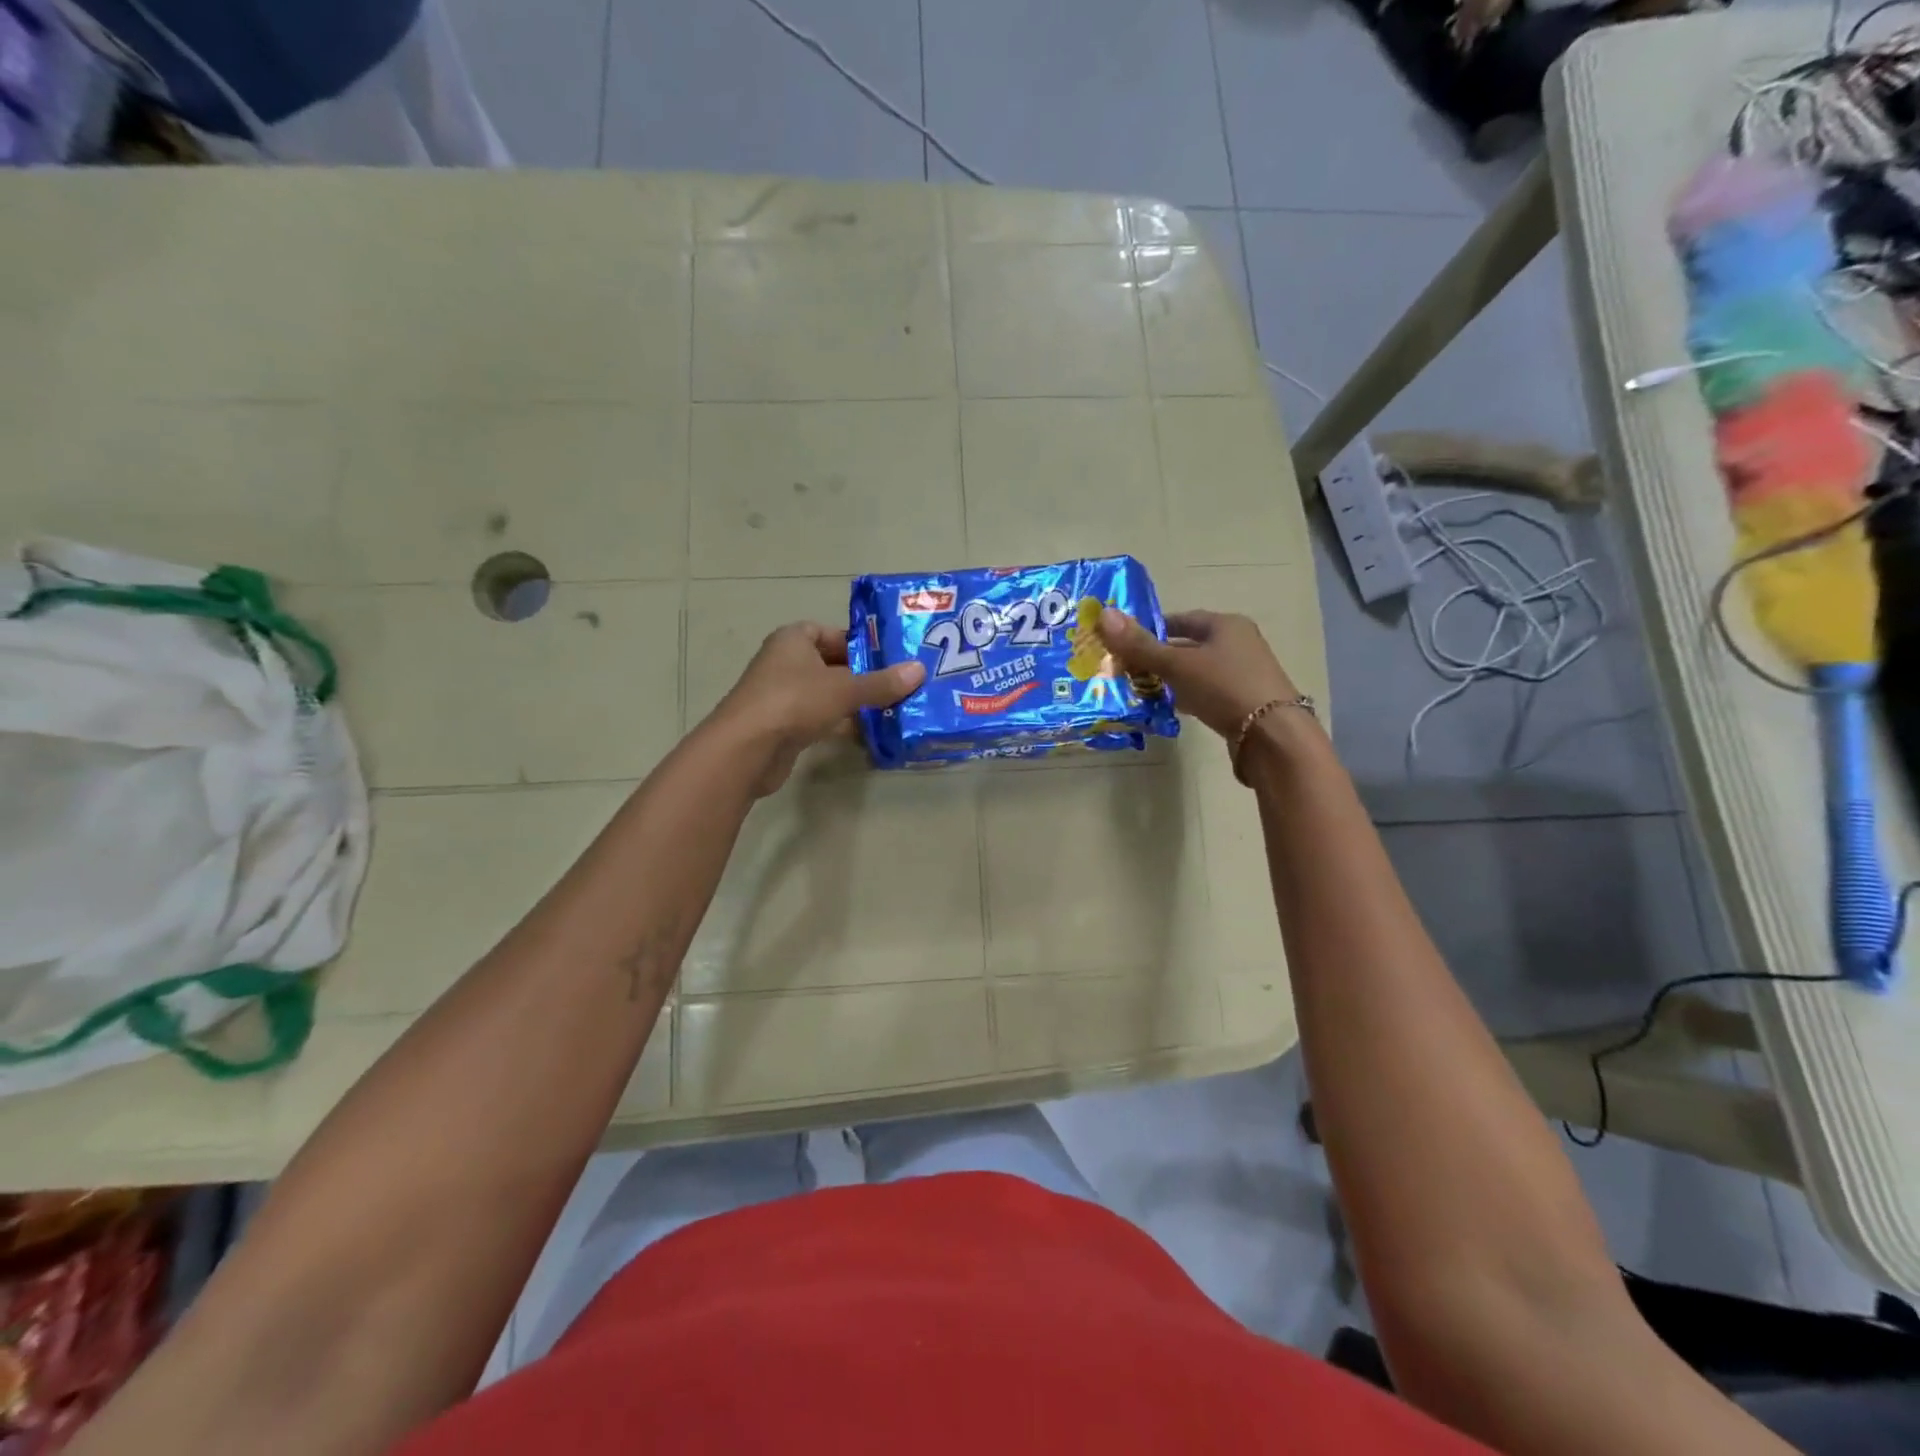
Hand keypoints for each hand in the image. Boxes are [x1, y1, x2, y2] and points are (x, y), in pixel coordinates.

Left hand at [710, 621, 924, 795]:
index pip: (829, 632)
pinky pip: (818, 718)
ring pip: (826, 693)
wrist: (747, 749)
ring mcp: (782, 696)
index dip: (857, 642)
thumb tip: (919, 671)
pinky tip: (868, 732)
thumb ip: (881, 683)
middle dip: (862, 674)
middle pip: (830, 664)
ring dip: (853, 701)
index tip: (887, 656)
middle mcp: (785, 662)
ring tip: (891, 708)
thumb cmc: (794, 702)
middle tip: (898, 683)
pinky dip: (840, 723)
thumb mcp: (844, 689)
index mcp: (793, 640)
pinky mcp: (783, 726)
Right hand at [1097, 607, 1297, 741]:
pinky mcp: (1244, 701)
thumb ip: (1140, 645)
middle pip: (1189, 645)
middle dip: (1158, 657)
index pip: (1182, 619)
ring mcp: (1244, 674)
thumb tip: (1103, 614)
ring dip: (1171, 679)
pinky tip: (1169, 708)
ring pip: (1197, 671)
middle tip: (1126, 670)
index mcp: (1226, 624)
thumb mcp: (1177, 664)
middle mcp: (1238, 643)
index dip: (1152, 629)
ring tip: (1141, 690)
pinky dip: (1187, 696)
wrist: (1271, 735)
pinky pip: (1207, 692)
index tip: (1126, 643)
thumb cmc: (1224, 687)